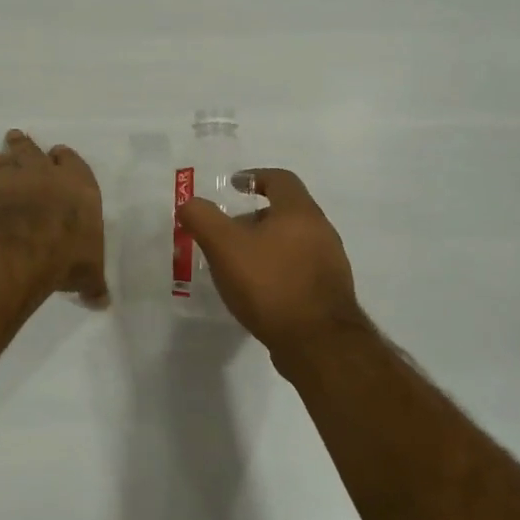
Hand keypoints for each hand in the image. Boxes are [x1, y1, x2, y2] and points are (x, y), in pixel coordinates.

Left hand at [0, 130, 108, 306]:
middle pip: (33, 150)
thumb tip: (102, 303)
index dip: (64, 158)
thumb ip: (93, 283)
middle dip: (25, 144)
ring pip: (4, 160)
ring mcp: (14, 180)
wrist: (26, 248)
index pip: (72, 161)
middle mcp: (46, 174)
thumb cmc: (69, 254)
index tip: (58, 155)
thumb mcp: (89, 273)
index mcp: (79, 185)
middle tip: (15, 137)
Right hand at [177, 169, 366, 354]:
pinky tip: (259, 291)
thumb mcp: (224, 247)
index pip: (280, 179)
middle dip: (255, 218)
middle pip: (287, 212)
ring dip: (266, 245)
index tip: (234, 186)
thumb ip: (203, 219)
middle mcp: (321, 231)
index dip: (255, 177)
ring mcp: (330, 263)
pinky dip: (277, 269)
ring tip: (239, 264)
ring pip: (293, 242)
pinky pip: (299, 269)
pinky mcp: (329, 292)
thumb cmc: (270, 285)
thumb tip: (189, 204)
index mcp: (300, 212)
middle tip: (227, 232)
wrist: (317, 343)